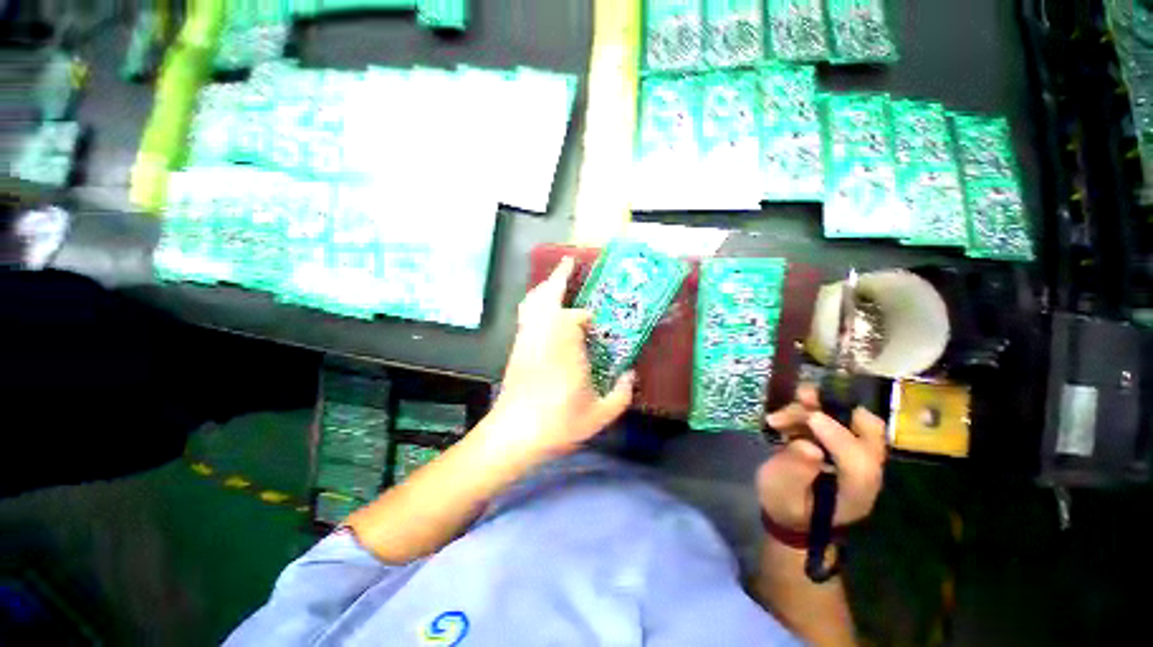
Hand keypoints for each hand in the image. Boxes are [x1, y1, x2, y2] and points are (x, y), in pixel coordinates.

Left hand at [487, 257, 634, 459]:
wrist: (513, 435)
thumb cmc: (557, 423)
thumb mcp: (600, 414)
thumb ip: (621, 393)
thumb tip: (631, 374)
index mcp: (564, 343)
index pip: (577, 317)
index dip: (588, 320)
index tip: (597, 329)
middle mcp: (542, 333)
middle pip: (547, 294)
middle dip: (559, 277)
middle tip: (570, 262)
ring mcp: (526, 338)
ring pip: (533, 302)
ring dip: (545, 287)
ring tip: (558, 280)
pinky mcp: (517, 347)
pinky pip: (526, 315)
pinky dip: (535, 303)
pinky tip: (545, 308)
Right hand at [757, 385, 886, 531]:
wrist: (793, 514)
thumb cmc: (786, 505)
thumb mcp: (781, 492)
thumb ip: (794, 471)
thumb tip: (808, 446)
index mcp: (855, 493)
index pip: (859, 462)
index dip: (837, 435)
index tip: (809, 417)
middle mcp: (866, 471)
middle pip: (870, 431)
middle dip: (838, 408)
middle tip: (804, 397)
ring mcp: (857, 455)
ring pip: (850, 418)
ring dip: (818, 406)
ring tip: (785, 409)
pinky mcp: (845, 444)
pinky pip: (837, 417)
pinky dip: (813, 409)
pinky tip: (788, 415)